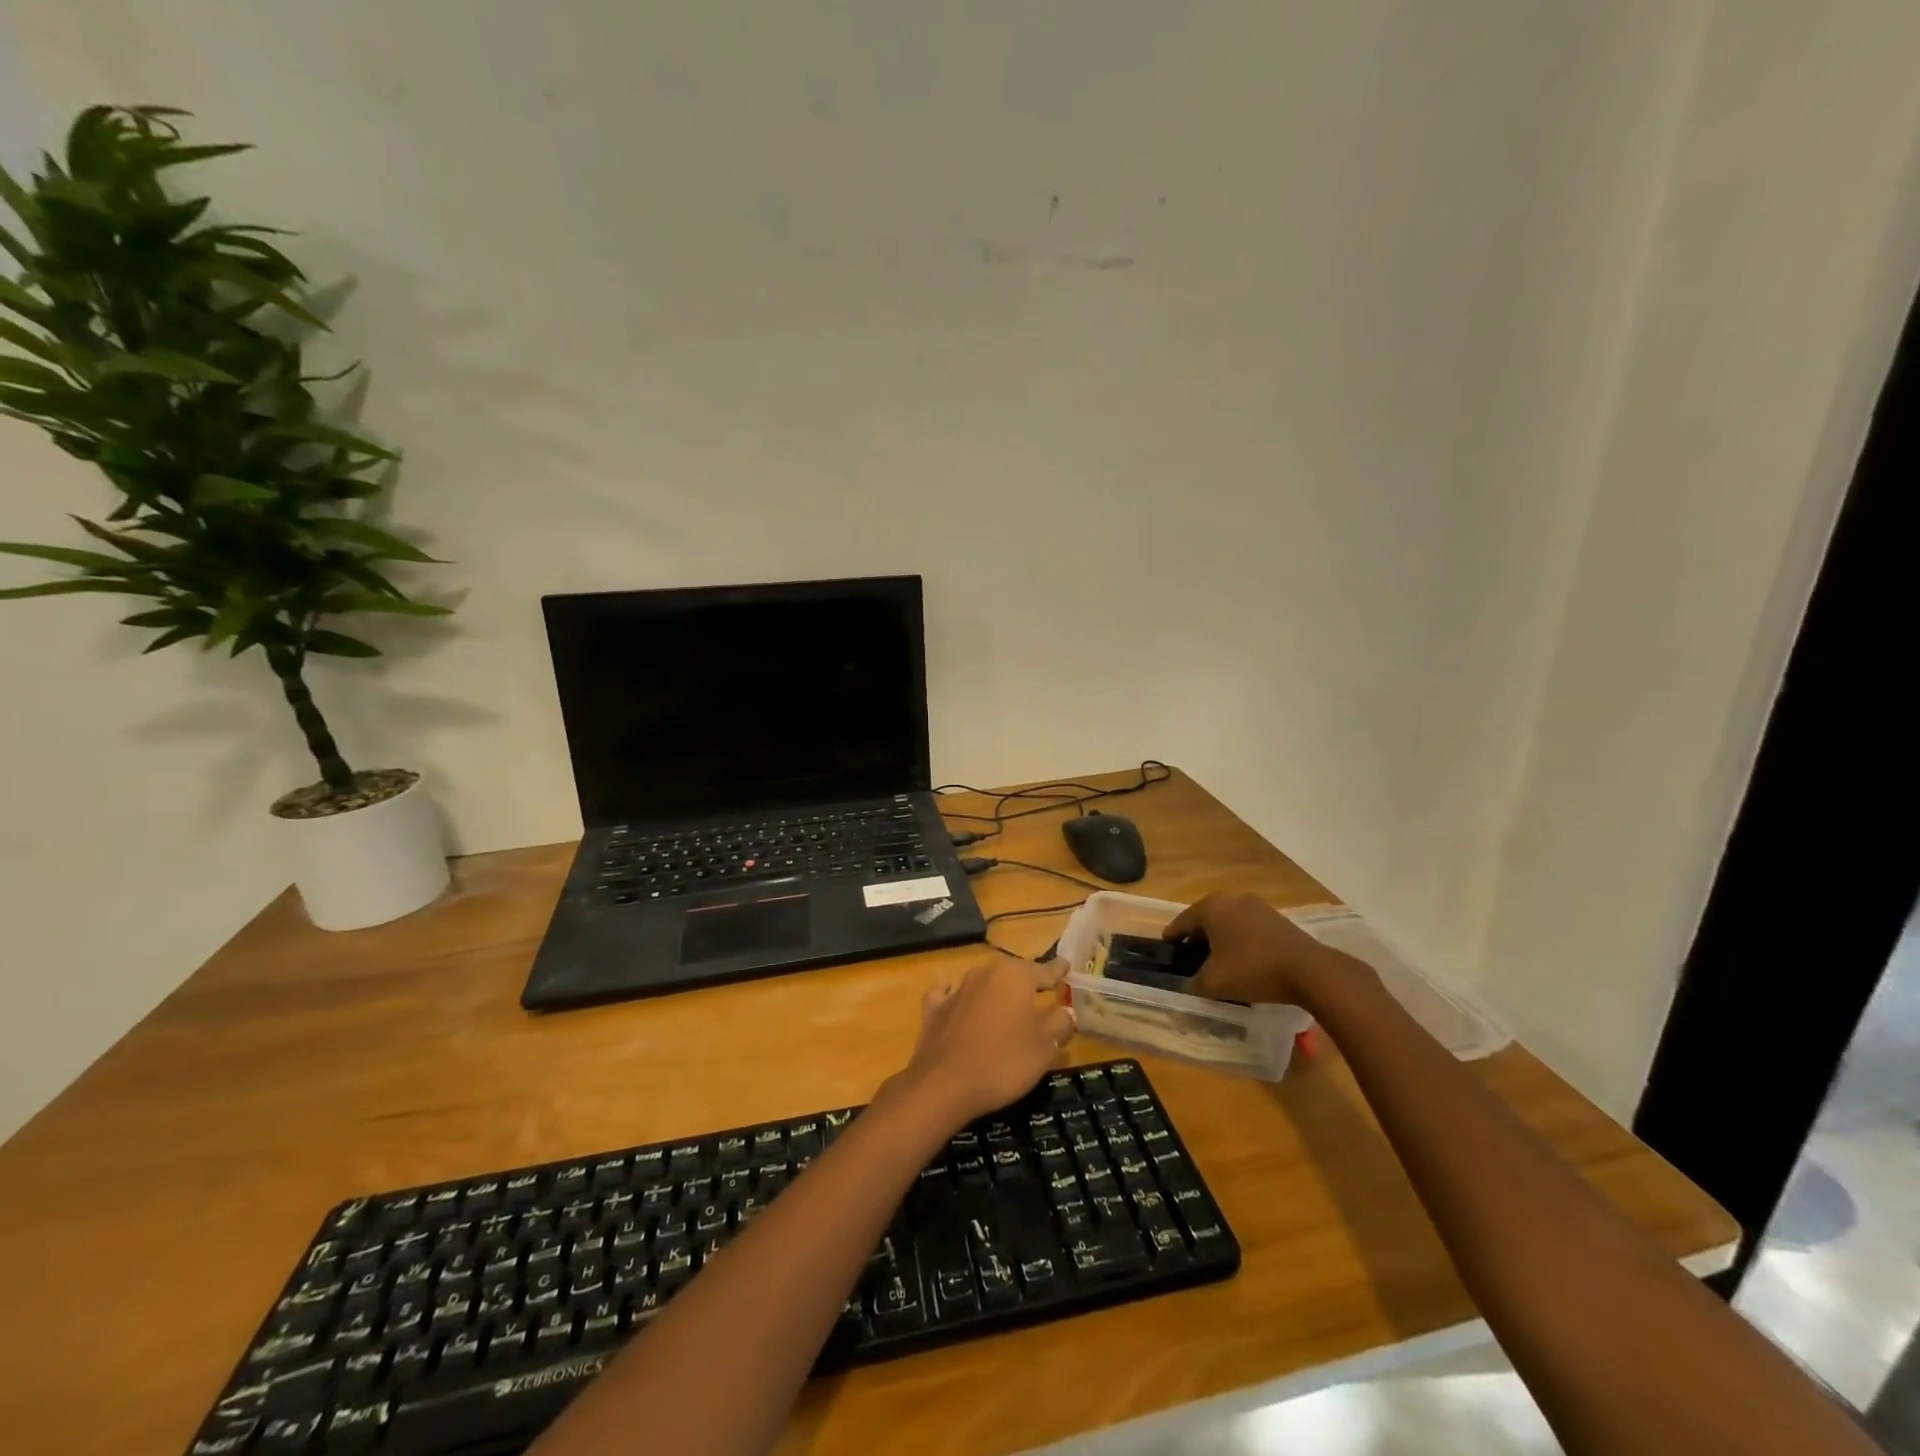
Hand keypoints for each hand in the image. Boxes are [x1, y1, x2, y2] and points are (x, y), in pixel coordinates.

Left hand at [892, 956, 1075, 1128]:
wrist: (944, 1084)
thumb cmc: (1003, 1062)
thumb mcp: (1045, 1047)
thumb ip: (1059, 1023)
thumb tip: (1065, 1011)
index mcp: (1015, 977)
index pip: (1044, 970)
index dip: (1057, 970)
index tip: (1066, 965)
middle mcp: (985, 973)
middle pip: (1013, 973)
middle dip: (1027, 981)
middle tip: (1040, 990)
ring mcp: (957, 989)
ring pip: (983, 982)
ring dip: (995, 990)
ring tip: (1006, 1001)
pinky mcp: (935, 1008)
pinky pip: (949, 994)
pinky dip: (956, 995)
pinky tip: (955, 998)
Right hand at [1164, 892, 1341, 1008]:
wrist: (1309, 970)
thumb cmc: (1252, 969)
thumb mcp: (1214, 983)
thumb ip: (1194, 984)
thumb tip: (1188, 986)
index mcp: (1211, 908)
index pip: (1183, 921)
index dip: (1172, 937)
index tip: (1167, 949)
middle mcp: (1232, 899)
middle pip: (1207, 919)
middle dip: (1198, 938)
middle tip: (1191, 958)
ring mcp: (1258, 907)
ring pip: (1230, 923)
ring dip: (1222, 940)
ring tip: (1219, 962)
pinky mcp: (1278, 919)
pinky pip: (1250, 929)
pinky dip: (1242, 942)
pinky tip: (1245, 962)